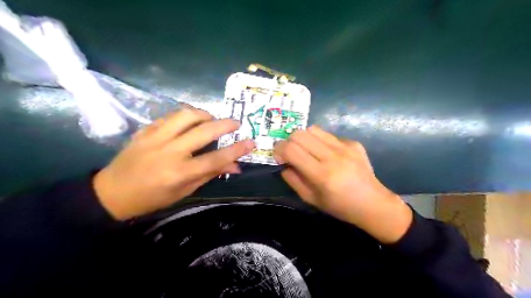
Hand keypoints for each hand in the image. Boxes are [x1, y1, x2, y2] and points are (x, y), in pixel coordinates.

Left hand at [93, 108, 254, 218]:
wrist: (112, 192)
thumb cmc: (153, 198)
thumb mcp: (185, 191)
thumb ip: (210, 174)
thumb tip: (235, 166)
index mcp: (180, 173)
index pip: (216, 158)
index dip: (237, 149)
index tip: (251, 142)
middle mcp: (170, 152)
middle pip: (204, 131)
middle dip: (225, 124)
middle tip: (236, 123)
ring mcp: (156, 138)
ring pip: (186, 115)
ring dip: (205, 114)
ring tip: (212, 120)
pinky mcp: (146, 130)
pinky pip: (171, 116)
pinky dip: (186, 115)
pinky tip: (191, 121)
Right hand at [274, 125, 414, 243]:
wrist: (373, 203)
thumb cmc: (340, 206)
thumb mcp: (311, 199)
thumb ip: (293, 180)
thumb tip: (283, 164)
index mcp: (322, 175)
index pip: (292, 150)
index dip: (279, 149)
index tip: (278, 156)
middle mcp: (333, 156)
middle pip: (300, 134)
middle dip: (288, 141)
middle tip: (290, 152)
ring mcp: (345, 147)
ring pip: (313, 129)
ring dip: (303, 138)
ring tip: (306, 150)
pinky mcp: (353, 143)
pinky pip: (328, 135)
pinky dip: (320, 141)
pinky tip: (326, 154)